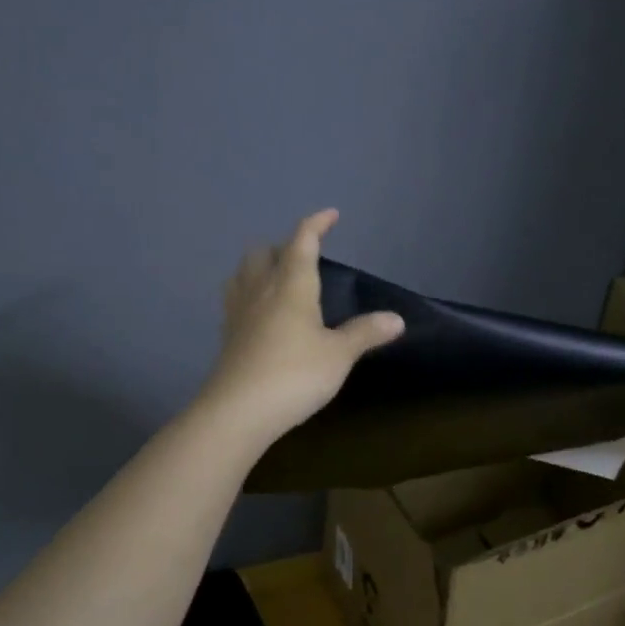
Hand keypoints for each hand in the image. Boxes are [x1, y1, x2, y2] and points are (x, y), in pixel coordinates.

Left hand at [199, 209, 403, 446]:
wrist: (238, 410)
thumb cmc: (295, 374)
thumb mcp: (339, 355)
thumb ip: (365, 333)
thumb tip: (397, 318)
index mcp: (292, 285)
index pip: (303, 242)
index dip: (316, 224)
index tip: (330, 215)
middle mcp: (261, 290)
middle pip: (264, 252)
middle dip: (283, 246)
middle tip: (303, 257)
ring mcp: (238, 312)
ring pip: (243, 273)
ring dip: (260, 266)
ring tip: (276, 277)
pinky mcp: (227, 336)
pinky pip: (235, 299)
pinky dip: (249, 293)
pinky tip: (259, 312)